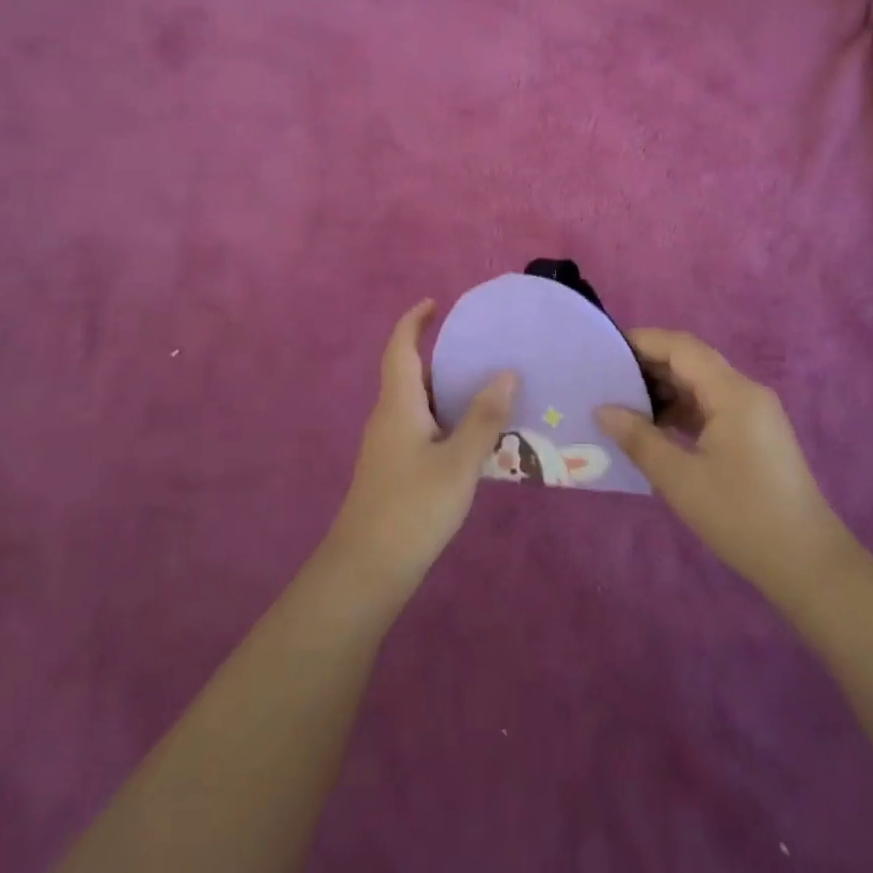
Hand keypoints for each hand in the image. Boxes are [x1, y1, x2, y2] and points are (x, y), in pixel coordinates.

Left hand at [326, 300, 517, 596]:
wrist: (366, 569)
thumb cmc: (412, 507)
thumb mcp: (458, 462)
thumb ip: (483, 418)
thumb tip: (506, 373)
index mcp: (398, 403)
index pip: (400, 347)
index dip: (414, 321)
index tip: (436, 303)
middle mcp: (388, 416)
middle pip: (408, 373)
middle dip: (438, 355)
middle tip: (479, 349)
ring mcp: (387, 446)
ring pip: (416, 403)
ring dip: (444, 390)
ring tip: (485, 388)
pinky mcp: (393, 470)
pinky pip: (419, 427)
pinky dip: (443, 418)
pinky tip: (471, 437)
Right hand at [597, 329, 849, 596]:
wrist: (808, 564)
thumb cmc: (741, 516)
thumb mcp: (680, 478)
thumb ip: (638, 438)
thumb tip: (602, 410)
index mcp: (732, 392)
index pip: (681, 346)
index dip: (641, 341)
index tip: (602, 351)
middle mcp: (745, 392)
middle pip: (690, 361)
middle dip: (647, 365)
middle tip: (604, 380)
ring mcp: (753, 413)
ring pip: (699, 384)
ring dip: (662, 389)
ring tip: (621, 405)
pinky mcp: (753, 435)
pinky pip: (710, 406)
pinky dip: (680, 410)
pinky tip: (653, 429)